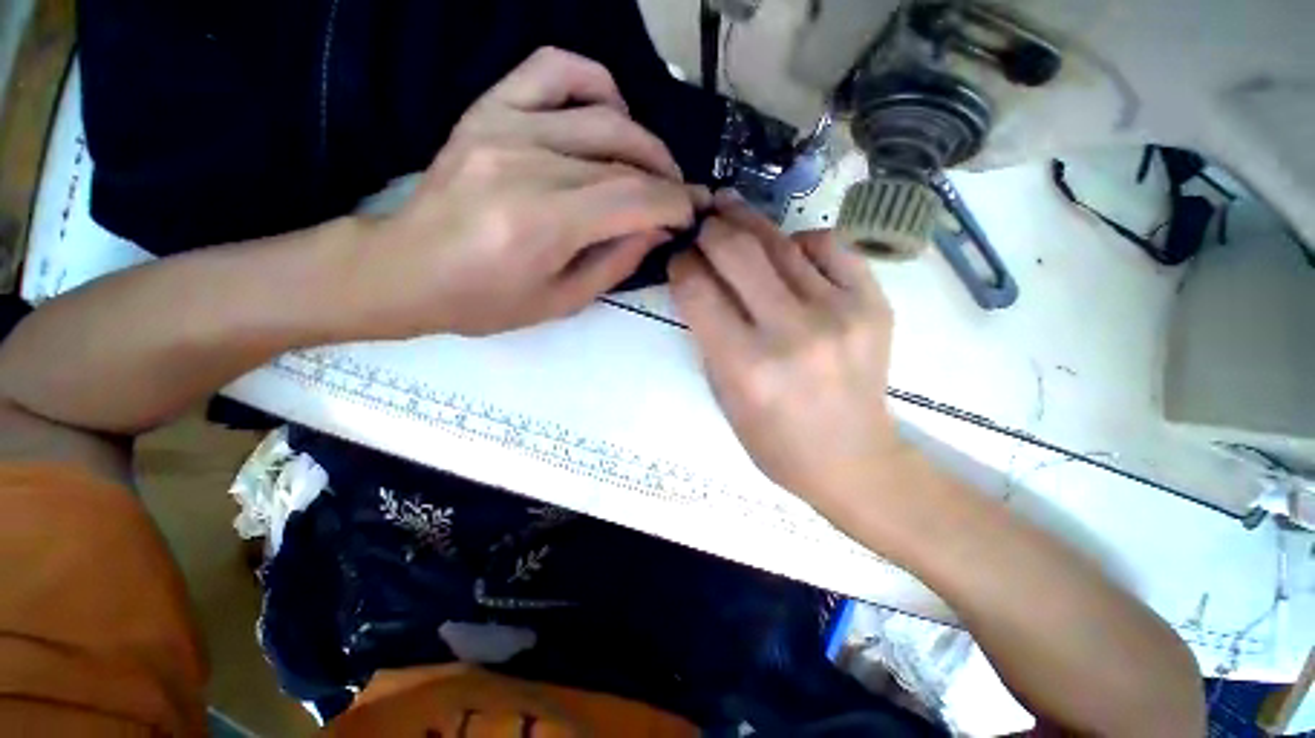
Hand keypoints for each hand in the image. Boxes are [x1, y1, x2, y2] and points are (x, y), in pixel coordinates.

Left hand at [353, 47, 702, 337]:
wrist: (406, 270)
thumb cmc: (485, 301)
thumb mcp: (562, 302)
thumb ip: (617, 263)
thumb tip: (658, 229)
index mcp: (544, 223)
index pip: (635, 199)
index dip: (675, 204)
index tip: (691, 214)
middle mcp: (528, 164)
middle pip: (625, 159)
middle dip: (667, 180)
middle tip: (677, 199)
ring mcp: (504, 126)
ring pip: (603, 116)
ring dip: (644, 141)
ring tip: (652, 167)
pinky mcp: (487, 110)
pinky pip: (553, 71)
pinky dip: (595, 84)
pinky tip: (609, 115)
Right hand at [670, 191, 901, 505]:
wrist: (851, 459)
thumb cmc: (775, 440)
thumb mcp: (724, 395)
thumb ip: (710, 336)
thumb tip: (700, 282)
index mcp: (746, 366)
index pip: (698, 291)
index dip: (681, 265)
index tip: (679, 258)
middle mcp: (791, 332)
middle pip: (737, 252)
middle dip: (711, 231)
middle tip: (701, 223)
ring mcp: (839, 313)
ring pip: (781, 242)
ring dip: (747, 223)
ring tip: (730, 212)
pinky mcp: (874, 303)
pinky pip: (829, 245)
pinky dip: (799, 241)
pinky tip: (788, 251)